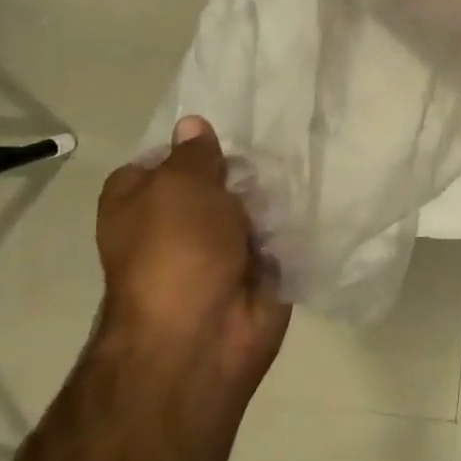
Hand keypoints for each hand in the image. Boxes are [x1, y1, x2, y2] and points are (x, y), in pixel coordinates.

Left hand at [97, 116, 290, 385]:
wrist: (202, 334)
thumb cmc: (177, 250)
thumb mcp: (180, 185)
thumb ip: (194, 154)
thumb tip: (193, 125)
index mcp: (140, 201)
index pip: (165, 159)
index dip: (196, 144)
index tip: (232, 126)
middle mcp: (177, 223)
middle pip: (217, 180)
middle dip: (246, 166)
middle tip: (281, 139)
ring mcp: (220, 248)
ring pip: (253, 206)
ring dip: (276, 193)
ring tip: (307, 160)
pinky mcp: (258, 268)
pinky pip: (281, 234)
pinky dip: (295, 222)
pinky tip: (319, 193)